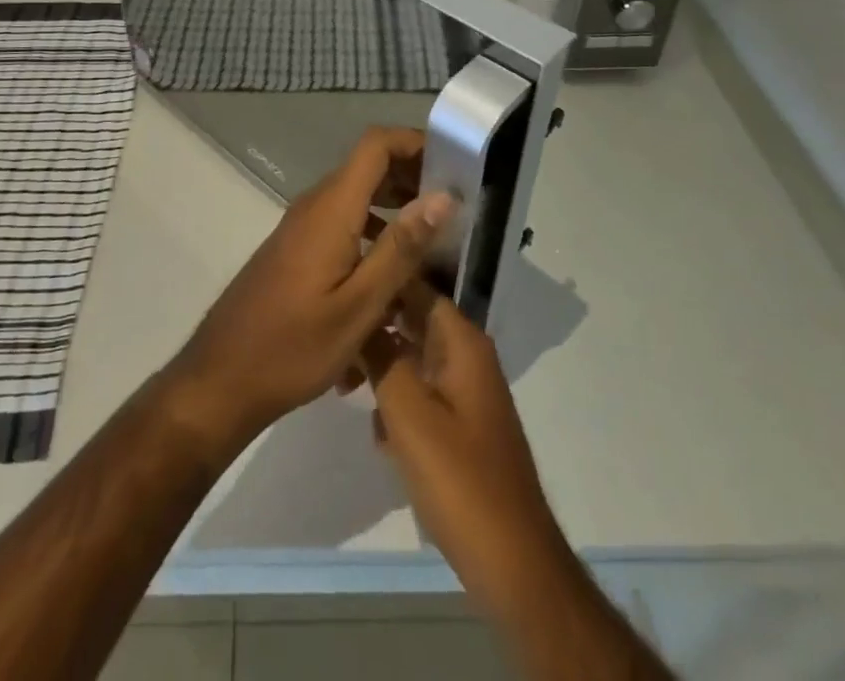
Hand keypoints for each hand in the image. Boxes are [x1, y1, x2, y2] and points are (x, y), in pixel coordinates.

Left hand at [162, 127, 455, 449]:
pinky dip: (374, 229)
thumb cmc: (293, 346)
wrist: (223, 377)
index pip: (376, 144)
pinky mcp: (297, 248)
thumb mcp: (359, 306)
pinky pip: (343, 220)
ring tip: (435, 242)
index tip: (455, 165)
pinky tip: (395, 273)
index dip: (416, 142)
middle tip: (457, 209)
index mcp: (331, 209)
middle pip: (369, 165)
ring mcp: (302, 226)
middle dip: (414, 176)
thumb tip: (443, 196)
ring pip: (357, 195)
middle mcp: (315, 204)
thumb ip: (401, 248)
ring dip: (396, 205)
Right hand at [363, 283, 565, 617]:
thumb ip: (380, 357)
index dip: (377, 280)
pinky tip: (377, 432)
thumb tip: (358, 316)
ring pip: (412, 358)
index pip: (414, 286)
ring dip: (380, 368)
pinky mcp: (460, 425)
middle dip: (373, 328)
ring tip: (344, 386)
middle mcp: (467, 356)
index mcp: (461, 341)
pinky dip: (396, 401)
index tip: (336, 284)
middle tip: (331, 342)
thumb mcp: (408, 412)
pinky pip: (420, 392)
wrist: (513, 563)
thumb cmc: (459, 479)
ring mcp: (466, 391)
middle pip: (411, 320)